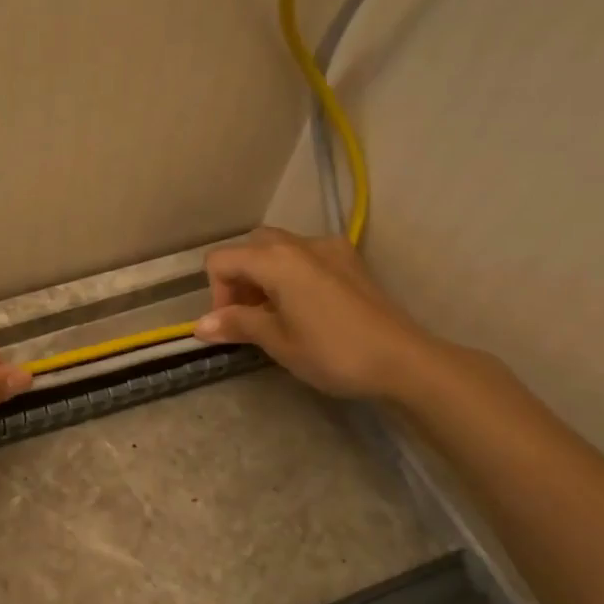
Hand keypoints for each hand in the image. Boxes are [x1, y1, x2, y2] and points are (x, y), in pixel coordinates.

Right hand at [194, 227, 437, 399]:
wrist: (403, 360)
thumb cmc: (332, 352)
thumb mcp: (277, 341)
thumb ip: (237, 324)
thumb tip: (200, 326)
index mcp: (275, 260)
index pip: (221, 261)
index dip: (217, 294)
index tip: (232, 326)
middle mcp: (300, 243)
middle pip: (250, 247)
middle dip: (240, 280)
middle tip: (250, 317)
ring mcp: (329, 248)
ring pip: (279, 249)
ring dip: (265, 276)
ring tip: (276, 315)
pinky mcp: (350, 260)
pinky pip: (307, 257)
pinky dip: (292, 275)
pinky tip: (307, 308)